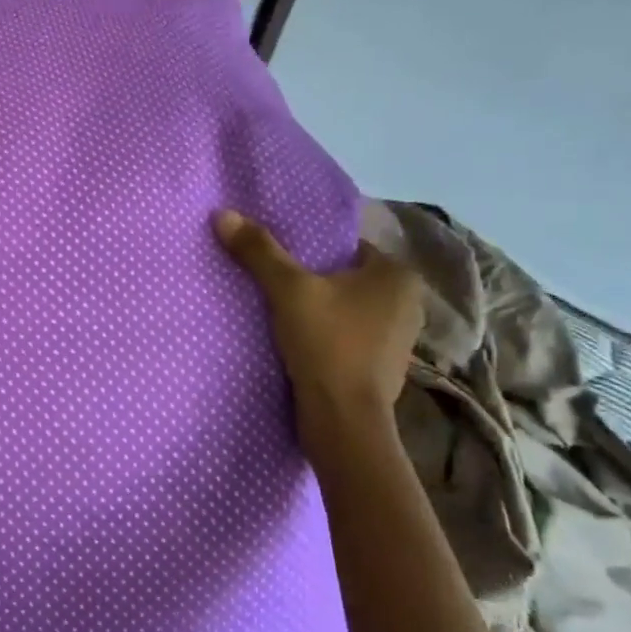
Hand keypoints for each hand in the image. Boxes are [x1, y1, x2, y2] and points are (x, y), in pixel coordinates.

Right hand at [212, 210, 421, 428]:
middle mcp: (408, 302)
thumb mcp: (287, 290)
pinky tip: (298, 343)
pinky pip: (347, 338)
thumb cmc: (326, 343)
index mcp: (397, 275)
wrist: (343, 418)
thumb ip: (259, 251)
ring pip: (346, 310)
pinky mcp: (382, 368)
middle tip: (272, 286)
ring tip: (280, 315)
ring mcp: (398, 339)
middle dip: (313, 282)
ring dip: (318, 312)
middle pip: (344, 279)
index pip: (346, 248)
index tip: (276, 261)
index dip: (309, 252)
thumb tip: (222, 213)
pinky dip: (326, 337)